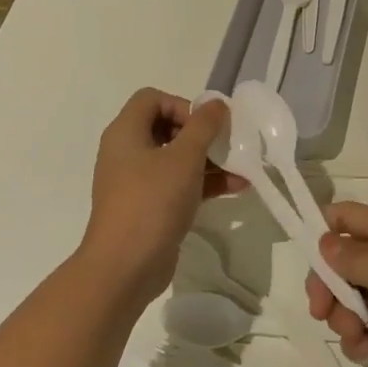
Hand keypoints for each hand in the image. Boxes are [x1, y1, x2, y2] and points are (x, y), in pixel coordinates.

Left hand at [79, 89, 244, 306]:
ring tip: (243, 168)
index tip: (205, 126)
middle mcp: (128, 152)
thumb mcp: (184, 158)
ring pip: (177, 159)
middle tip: (226, 145)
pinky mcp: (149, 207)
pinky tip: (237, 188)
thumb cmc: (152, 202)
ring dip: (210, 160)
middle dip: (202, 135)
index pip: (152, 99)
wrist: (124, 268)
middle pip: (167, 127)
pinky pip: (179, 184)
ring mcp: (137, 182)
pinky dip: (205, 183)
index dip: (182, 105)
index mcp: (126, 133)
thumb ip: (203, 126)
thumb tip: (216, 103)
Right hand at [306, 201, 367, 366]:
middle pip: (343, 263)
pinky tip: (365, 353)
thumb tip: (324, 242)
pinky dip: (361, 341)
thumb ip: (354, 259)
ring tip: (354, 336)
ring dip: (343, 318)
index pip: (348, 218)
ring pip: (353, 299)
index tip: (305, 258)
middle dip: (327, 286)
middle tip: (321, 311)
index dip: (323, 231)